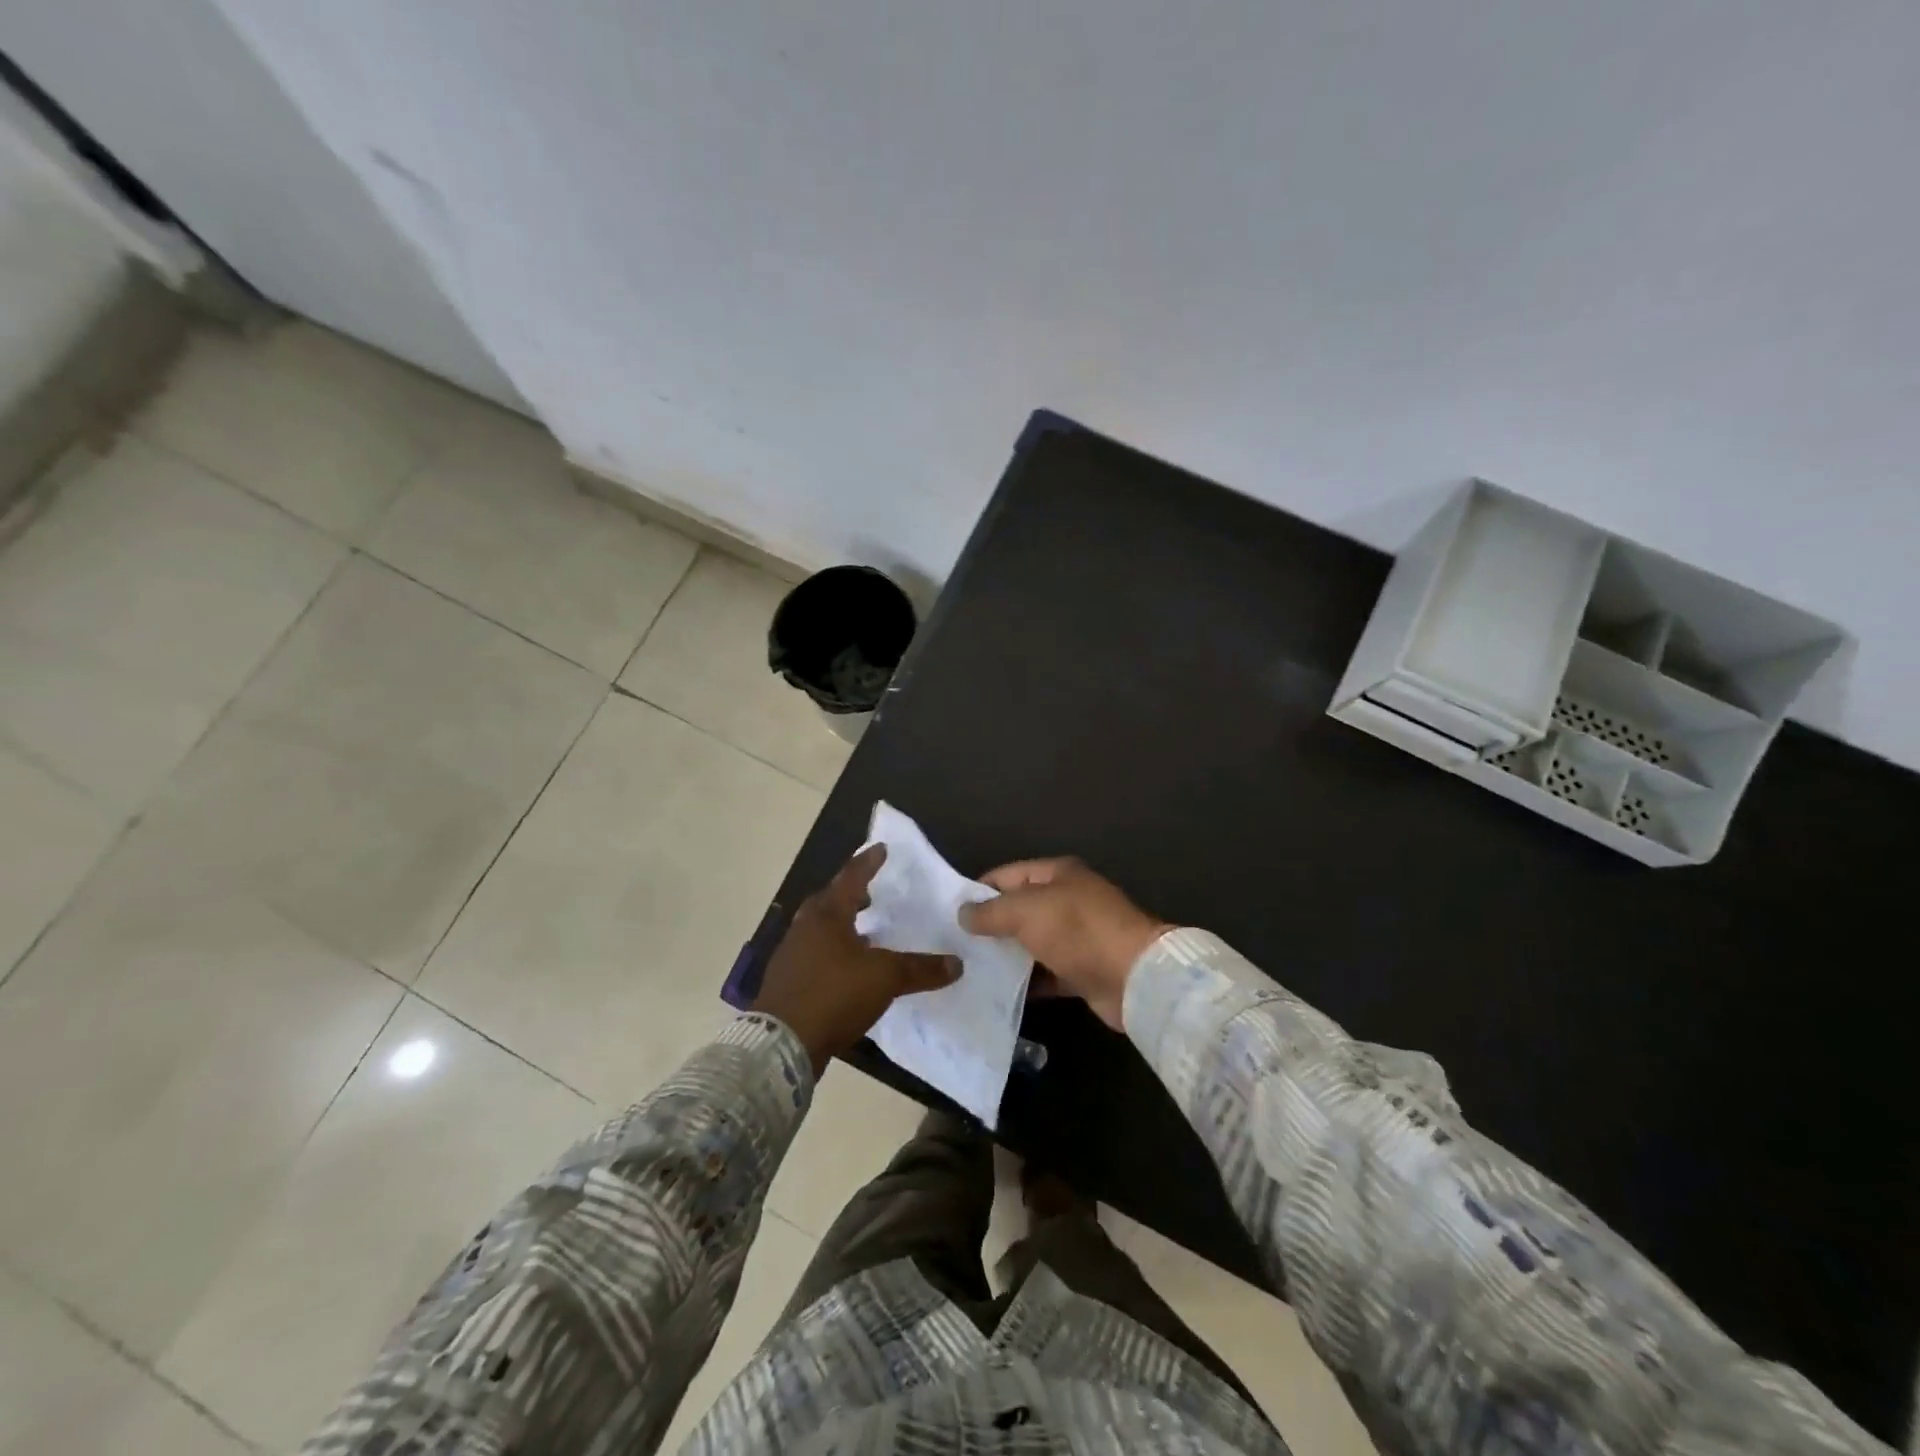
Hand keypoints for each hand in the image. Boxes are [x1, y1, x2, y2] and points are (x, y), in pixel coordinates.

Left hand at [753, 845, 958, 1074]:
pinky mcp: (786, 980)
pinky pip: (814, 954)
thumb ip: (920, 969)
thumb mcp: (885, 979)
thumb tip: (957, 963)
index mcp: (827, 915)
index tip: (881, 849)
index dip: (869, 862)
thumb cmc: (834, 995)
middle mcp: (805, 927)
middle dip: (851, 895)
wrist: (781, 1043)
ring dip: (841, 925)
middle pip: (830, 900)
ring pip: (820, 928)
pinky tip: (847, 969)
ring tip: (865, 934)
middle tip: (871, 895)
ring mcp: (791, 954)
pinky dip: (833, 952)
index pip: (852, 878)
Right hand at [959, 858, 1168, 1030]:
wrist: (1134, 977)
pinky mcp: (1081, 971)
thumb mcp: (1027, 911)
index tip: (948, 912)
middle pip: (1019, 909)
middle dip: (989, 925)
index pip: (1007, 875)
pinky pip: (1045, 973)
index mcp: (1057, 874)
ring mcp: (1076, 937)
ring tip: (967, 970)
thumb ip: (991, 911)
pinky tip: (997, 993)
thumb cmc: (1078, 930)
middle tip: (953, 945)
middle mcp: (1066, 901)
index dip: (978, 890)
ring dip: (1005, 956)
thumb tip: (963, 913)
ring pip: (1030, 943)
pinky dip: (1025, 982)